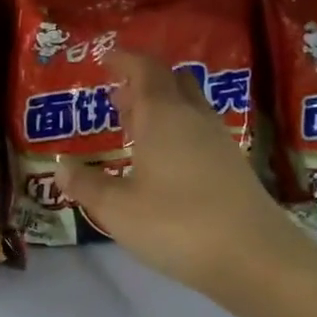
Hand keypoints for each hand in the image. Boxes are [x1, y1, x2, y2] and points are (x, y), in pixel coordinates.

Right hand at [55, 52, 316, 316]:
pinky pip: (198, 132)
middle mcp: (194, 120)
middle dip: (145, 82)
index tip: (107, 58)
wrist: (256, 259)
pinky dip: (176, 131)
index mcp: (164, 117)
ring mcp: (219, 143)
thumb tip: (61, 167)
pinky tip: (162, 160)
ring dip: (162, 107)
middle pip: (173, 82)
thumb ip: (87, 185)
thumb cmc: (177, 224)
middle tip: (119, 95)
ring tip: (135, 125)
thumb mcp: (118, 208)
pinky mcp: (233, 168)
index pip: (146, 70)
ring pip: (188, 108)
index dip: (125, 60)